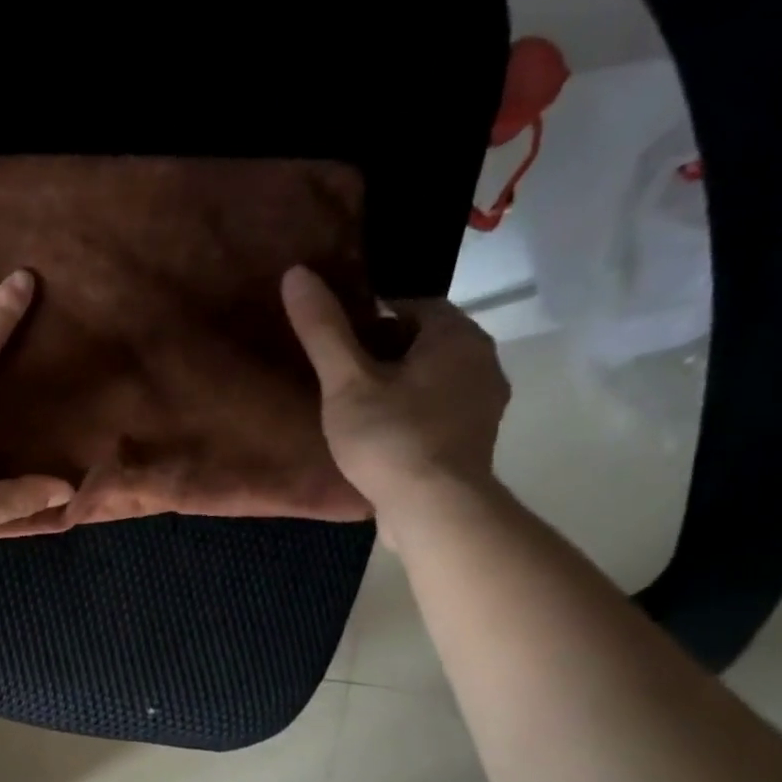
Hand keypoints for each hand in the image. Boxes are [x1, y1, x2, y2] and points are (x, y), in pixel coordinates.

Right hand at [281, 265, 509, 541]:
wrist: (434, 508)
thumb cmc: (390, 437)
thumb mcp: (346, 382)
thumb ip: (324, 330)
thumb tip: (297, 273)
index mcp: (457, 335)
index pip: (412, 305)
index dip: (371, 319)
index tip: (338, 344)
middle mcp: (482, 359)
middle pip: (424, 340)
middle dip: (385, 351)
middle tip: (341, 377)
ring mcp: (484, 402)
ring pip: (433, 376)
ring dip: (400, 383)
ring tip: (357, 407)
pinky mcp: (475, 437)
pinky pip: (440, 407)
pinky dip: (413, 411)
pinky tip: (383, 434)